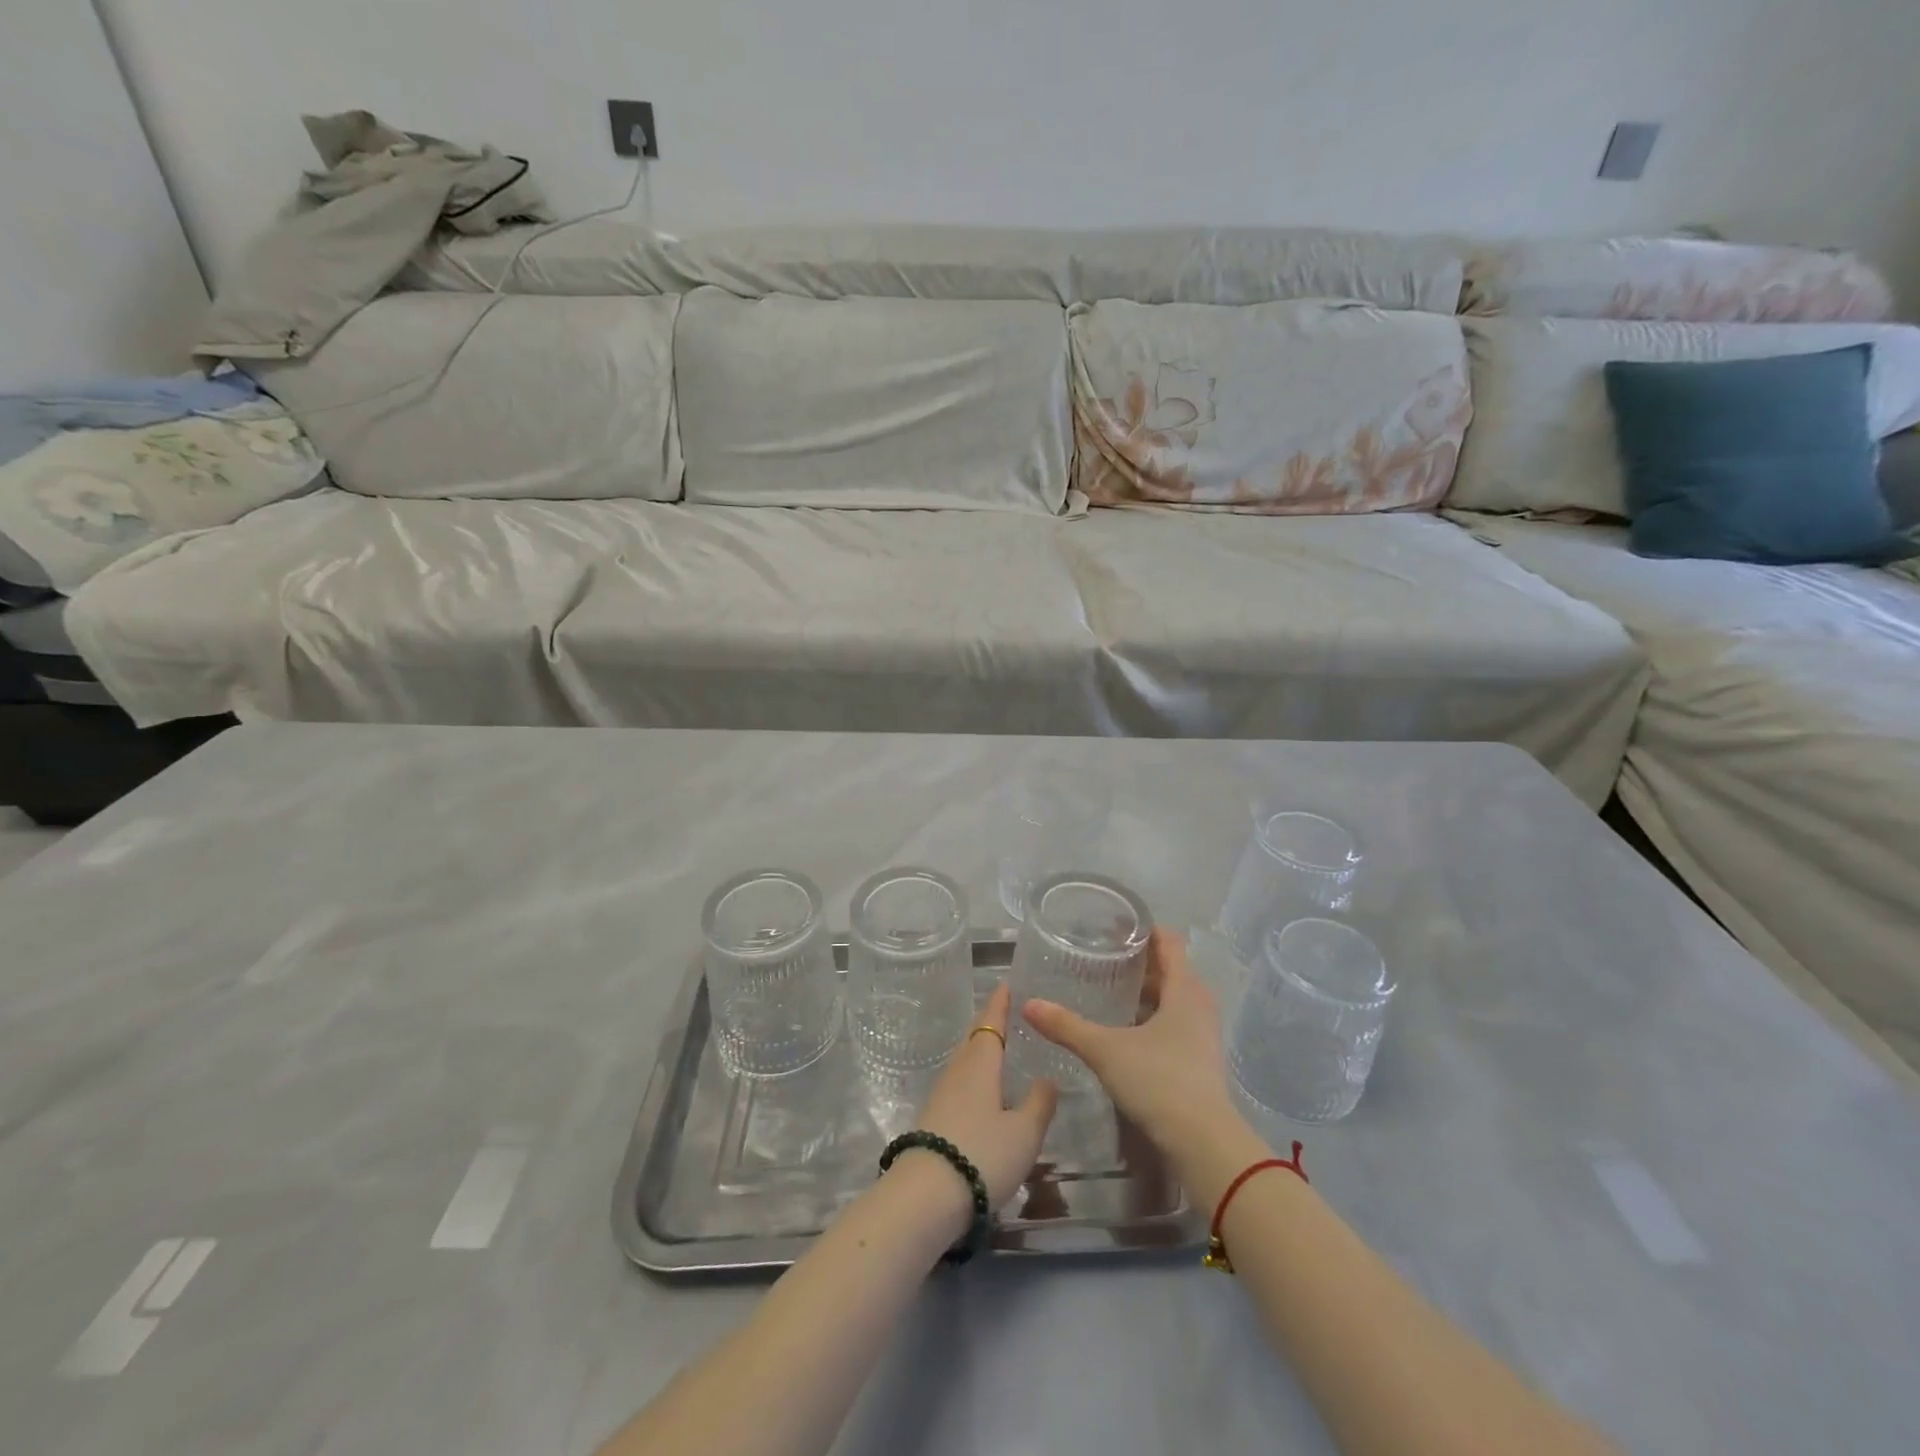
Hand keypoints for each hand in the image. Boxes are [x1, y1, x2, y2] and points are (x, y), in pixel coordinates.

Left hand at [911, 982, 1057, 1208]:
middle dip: (988, 1024)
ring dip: (979, 1050)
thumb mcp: (1024, 1132)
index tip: (1005, 983)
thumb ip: (1039, 1103)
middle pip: (974, 1039)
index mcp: (980, 1064)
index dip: (1000, 1003)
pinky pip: (958, 1083)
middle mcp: (958, 1071)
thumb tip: (1048, 1078)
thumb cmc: (982, 1154)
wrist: (925, 1197)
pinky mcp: (933, 1119)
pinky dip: (973, 1076)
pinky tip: (981, 1091)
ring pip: (964, 1061)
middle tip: (1004, 1012)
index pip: (991, 1023)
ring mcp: (941, 1095)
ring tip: (997, 1050)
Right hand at [1022, 928, 1235, 1154]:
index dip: (1143, 929)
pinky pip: (1174, 1022)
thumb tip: (1029, 1004)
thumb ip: (1067, 1026)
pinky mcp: (1199, 1058)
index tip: (1114, 924)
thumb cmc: (1159, 1080)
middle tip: (1102, 955)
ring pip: (1172, 998)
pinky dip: (1151, 1016)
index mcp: (1184, 989)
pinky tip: (1124, 1028)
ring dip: (1145, 991)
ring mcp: (1202, 1033)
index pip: (1169, 942)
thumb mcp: (1106, 1050)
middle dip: (1139, 960)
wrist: (1203, 1143)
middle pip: (1170, 969)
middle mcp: (1198, 1004)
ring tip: (1108, 988)